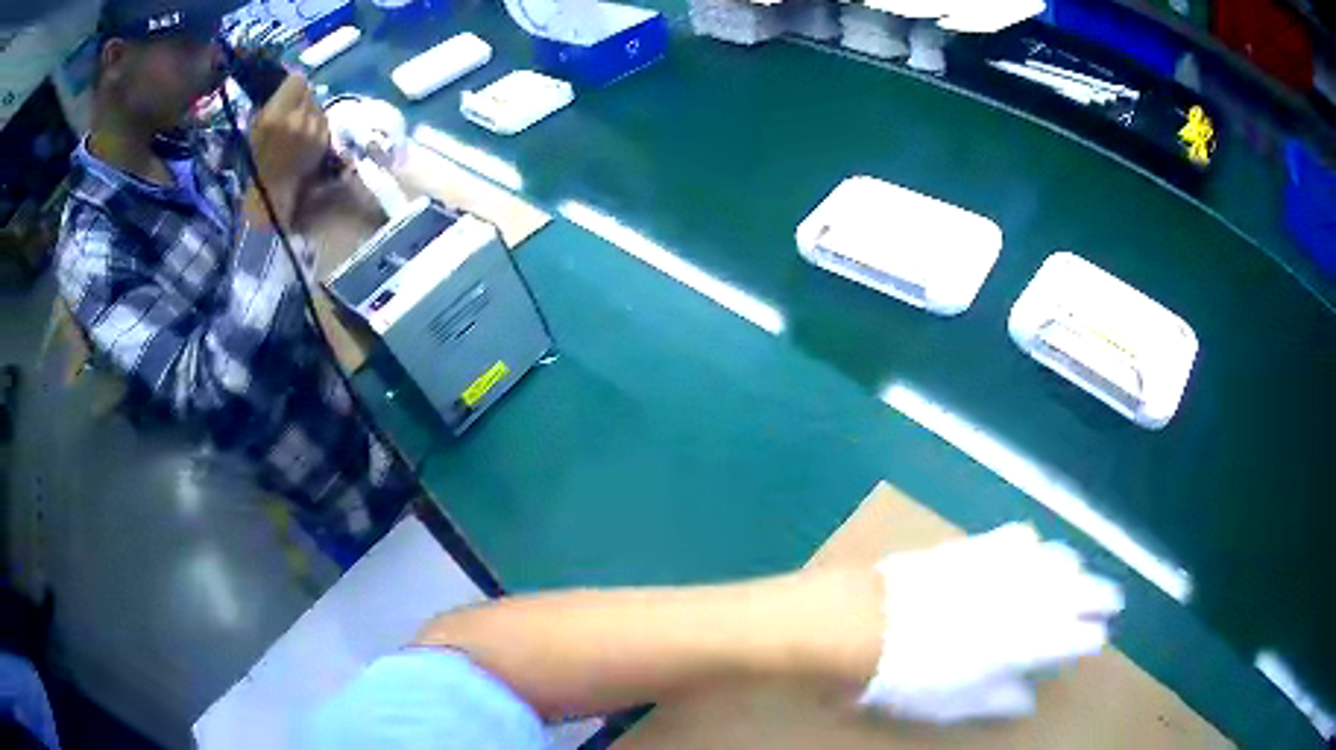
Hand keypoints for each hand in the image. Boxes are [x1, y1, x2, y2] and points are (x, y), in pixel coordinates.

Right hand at [247, 74, 330, 227]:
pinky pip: (322, 119)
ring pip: (317, 104)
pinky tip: (305, 136)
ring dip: (309, 109)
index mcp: (276, 116)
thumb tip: (284, 85)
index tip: (286, 90)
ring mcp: (314, 129)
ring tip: (298, 125)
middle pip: (309, 90)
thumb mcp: (256, 128)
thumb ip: (271, 104)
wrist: (273, 193)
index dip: (292, 84)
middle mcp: (298, 118)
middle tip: (291, 108)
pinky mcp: (324, 139)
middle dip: (300, 97)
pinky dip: (315, 123)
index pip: (297, 80)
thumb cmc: (257, 161)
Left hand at [860, 524, 1123, 723]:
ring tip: (1077, 578)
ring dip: (1074, 569)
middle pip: (1081, 590)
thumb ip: (999, 698)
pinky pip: (1022, 537)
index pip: (1077, 636)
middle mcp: (1029, 597)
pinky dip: (1036, 547)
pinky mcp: (980, 544)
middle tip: (1112, 601)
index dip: (1090, 638)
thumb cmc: (910, 676)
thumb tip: (1028, 700)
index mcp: (1028, 642)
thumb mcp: (955, 703)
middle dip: (1102, 595)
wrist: (864, 623)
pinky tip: (1034, 553)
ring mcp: (1006, 566)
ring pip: (1059, 558)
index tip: (1098, 640)